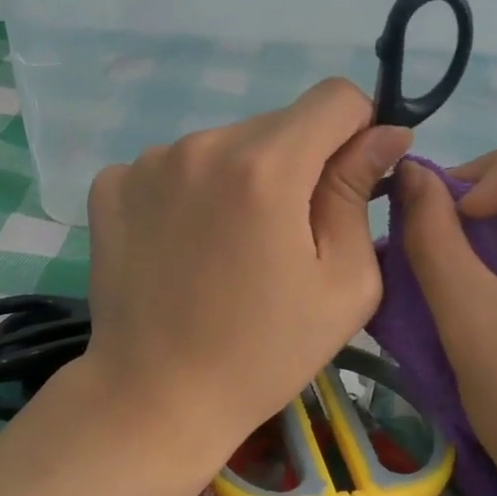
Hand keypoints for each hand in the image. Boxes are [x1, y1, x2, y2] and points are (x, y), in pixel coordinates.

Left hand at [81, 79, 411, 462]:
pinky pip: (174, 166)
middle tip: (285, 236)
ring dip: (242, 178)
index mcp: (266, 167)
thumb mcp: (344, 283)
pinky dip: (190, 193)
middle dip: (298, 164)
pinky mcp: (111, 184)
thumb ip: (360, 193)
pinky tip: (184, 246)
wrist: (157, 398)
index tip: (348, 180)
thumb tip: (385, 134)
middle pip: (278, 124)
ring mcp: (147, 162)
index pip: (335, 97)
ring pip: (225, 145)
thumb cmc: (264, 352)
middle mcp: (202, 145)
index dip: (356, 131)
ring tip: (230, 248)